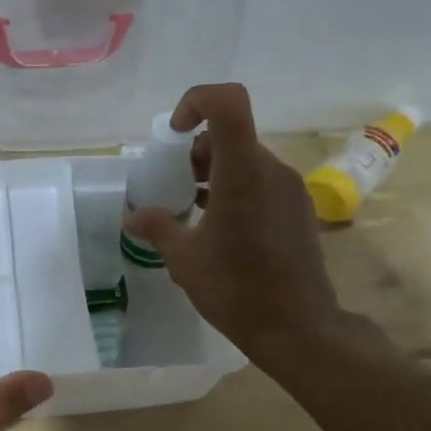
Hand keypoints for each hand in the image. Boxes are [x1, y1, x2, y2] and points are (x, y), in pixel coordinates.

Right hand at [123, 83, 378, 372]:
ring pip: (246, 159)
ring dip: (215, 172)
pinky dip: (235, 189)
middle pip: (232, 134)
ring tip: (193, 209)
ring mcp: (290, 189)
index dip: (197, 101)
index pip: (228, 103)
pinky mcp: (298, 209)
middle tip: (175, 185)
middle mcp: (271, 170)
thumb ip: (157, 227)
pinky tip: (219, 227)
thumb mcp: (184, 259)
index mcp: (242, 173)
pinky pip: (261, 182)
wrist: (298, 328)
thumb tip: (132, 216)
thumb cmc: (235, 289)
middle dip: (197, 151)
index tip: (175, 134)